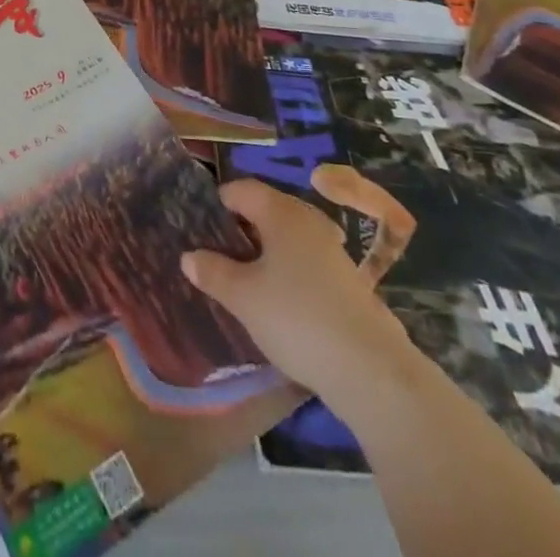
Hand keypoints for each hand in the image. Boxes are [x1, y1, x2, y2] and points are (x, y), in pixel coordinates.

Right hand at [181, 171, 425, 417]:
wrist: (371, 370)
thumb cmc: (296, 318)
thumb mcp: (242, 297)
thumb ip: (213, 272)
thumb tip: (189, 256)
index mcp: (281, 212)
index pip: (240, 189)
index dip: (217, 204)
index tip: (199, 228)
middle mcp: (308, 221)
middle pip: (266, 211)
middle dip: (240, 229)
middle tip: (216, 255)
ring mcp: (332, 250)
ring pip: (287, 238)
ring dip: (264, 252)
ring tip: (243, 280)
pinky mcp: (347, 281)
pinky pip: (306, 261)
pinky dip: (287, 271)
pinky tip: (278, 302)